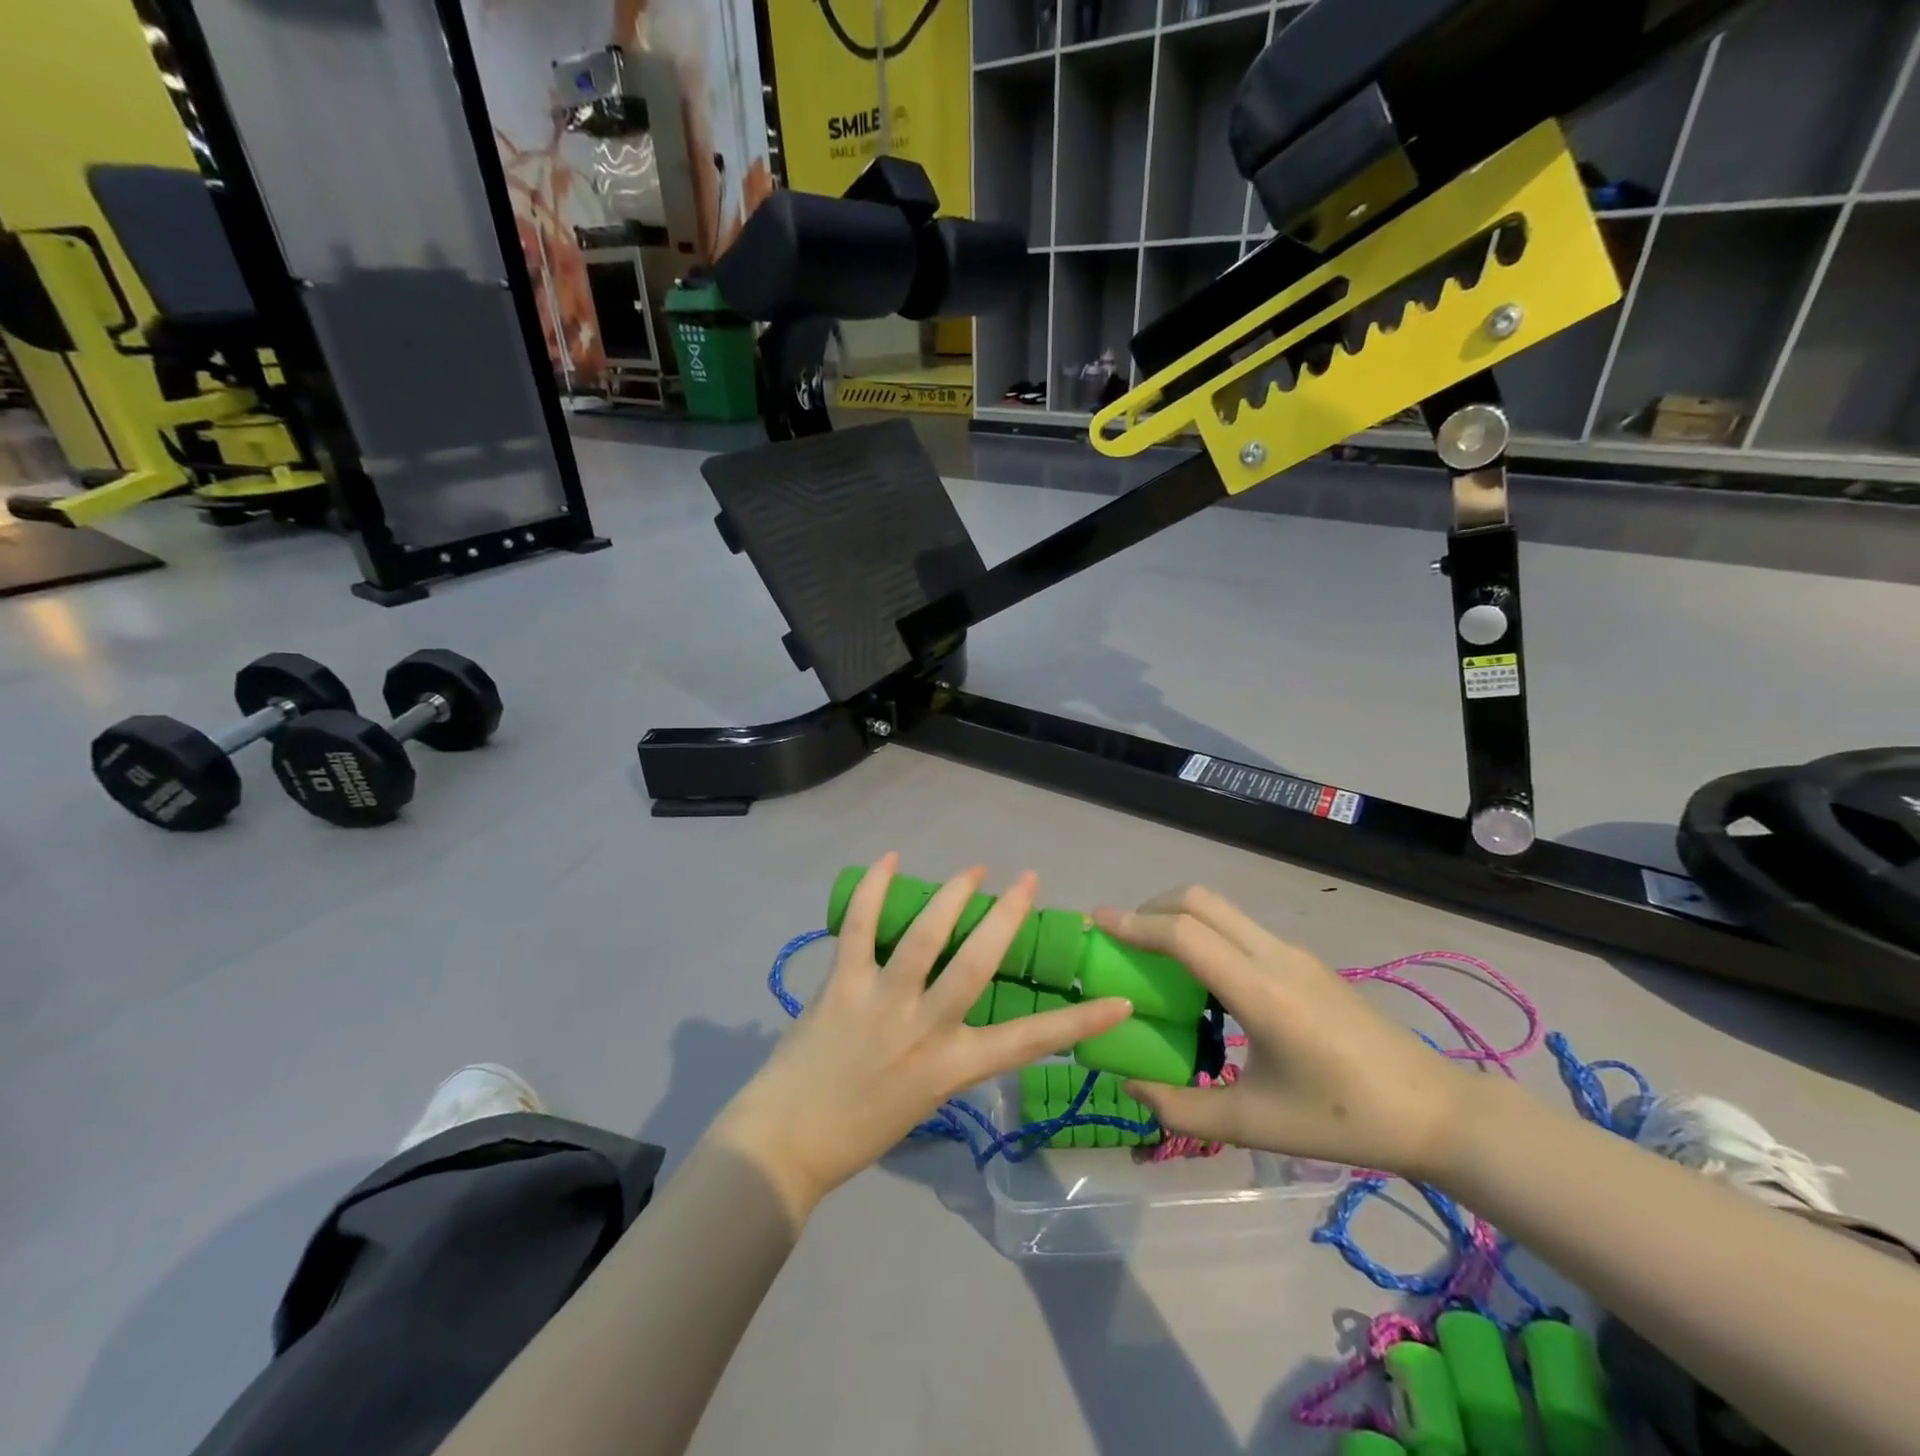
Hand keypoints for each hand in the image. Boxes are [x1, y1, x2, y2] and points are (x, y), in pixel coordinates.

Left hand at [712, 855, 1133, 1219]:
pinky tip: (889, 859)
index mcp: (952, 1067)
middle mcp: (924, 1029)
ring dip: (953, 895)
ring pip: (926, 937)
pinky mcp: (842, 984)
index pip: (1029, 1042)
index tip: (1119, 1000)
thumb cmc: (859, 1132)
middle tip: (1028, 880)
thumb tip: (954, 1011)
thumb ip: (944, 1053)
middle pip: (978, 964)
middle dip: (1007, 917)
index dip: (1079, 1021)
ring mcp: (882, 1002)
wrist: (784, 1146)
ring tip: (974, 869)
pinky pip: (860, 927)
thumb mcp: (923, 1099)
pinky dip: (874, 889)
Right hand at [1095, 887, 1475, 1181]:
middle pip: (1199, 900)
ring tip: (1153, 955)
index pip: (1183, 934)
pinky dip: (1204, 932)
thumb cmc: (1344, 1119)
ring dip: (1178, 917)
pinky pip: (1240, 928)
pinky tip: (1202, 978)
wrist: (1435, 1109)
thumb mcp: (1255, 1124)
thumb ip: (1183, 1107)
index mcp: (1259, 991)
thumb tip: (1132, 1085)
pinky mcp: (1304, 960)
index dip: (1134, 924)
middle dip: (1151, 908)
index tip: (1096, 922)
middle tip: (1122, 938)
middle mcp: (1273, 956)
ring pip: (1221, 908)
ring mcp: (1292, 953)